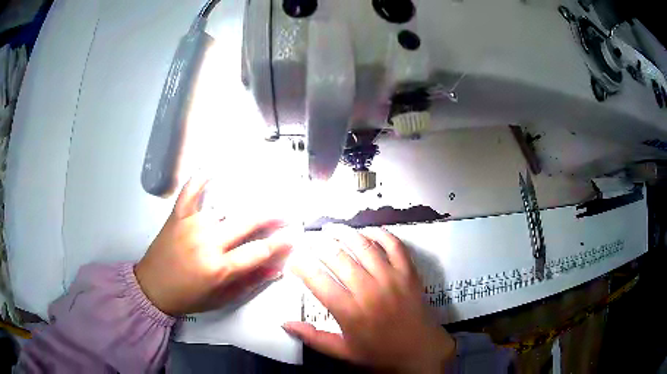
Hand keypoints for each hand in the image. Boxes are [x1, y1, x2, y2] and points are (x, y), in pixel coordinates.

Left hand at [135, 176, 291, 315]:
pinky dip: (201, 178)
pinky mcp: (177, 216)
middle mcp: (207, 242)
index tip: (293, 236)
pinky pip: (190, 192)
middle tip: (284, 213)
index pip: (258, 251)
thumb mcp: (221, 298)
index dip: (279, 243)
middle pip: (247, 222)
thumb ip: (249, 282)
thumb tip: (275, 269)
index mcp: (219, 268)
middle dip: (271, 216)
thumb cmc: (188, 298)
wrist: (152, 288)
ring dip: (245, 202)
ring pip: (224, 207)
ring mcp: (191, 225)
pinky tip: (214, 168)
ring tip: (261, 196)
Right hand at [284, 225, 454, 373]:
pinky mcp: (409, 272)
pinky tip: (368, 231)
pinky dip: (381, 234)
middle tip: (309, 239)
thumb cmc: (380, 353)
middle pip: (338, 257)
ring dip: (345, 233)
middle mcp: (369, 290)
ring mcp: (391, 278)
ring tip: (331, 228)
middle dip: (319, 244)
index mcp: (350, 311)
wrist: (420, 350)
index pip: (318, 281)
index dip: (301, 266)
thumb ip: (312, 337)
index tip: (293, 259)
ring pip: (364, 246)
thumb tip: (284, 323)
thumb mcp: (343, 352)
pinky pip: (394, 245)